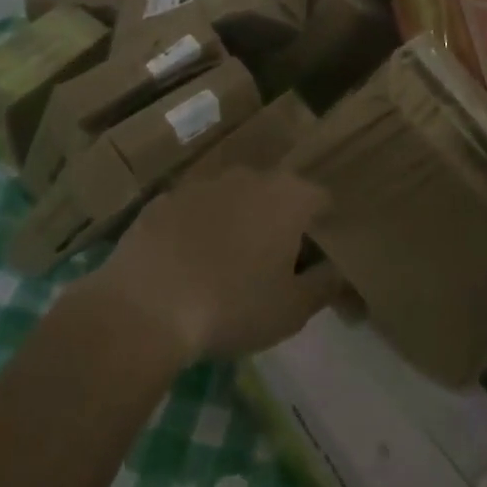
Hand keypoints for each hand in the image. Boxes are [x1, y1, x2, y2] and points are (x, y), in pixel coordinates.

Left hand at [82, 168, 346, 364]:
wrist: (145, 305)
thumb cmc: (233, 306)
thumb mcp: (292, 310)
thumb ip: (326, 285)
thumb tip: (341, 272)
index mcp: (288, 197)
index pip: (322, 200)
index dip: (325, 228)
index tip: (317, 258)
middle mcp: (250, 176)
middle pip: (277, 194)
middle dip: (279, 222)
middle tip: (272, 265)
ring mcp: (204, 183)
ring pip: (233, 199)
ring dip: (236, 223)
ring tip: (226, 267)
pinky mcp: (165, 198)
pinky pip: (193, 212)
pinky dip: (196, 230)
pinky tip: (185, 265)